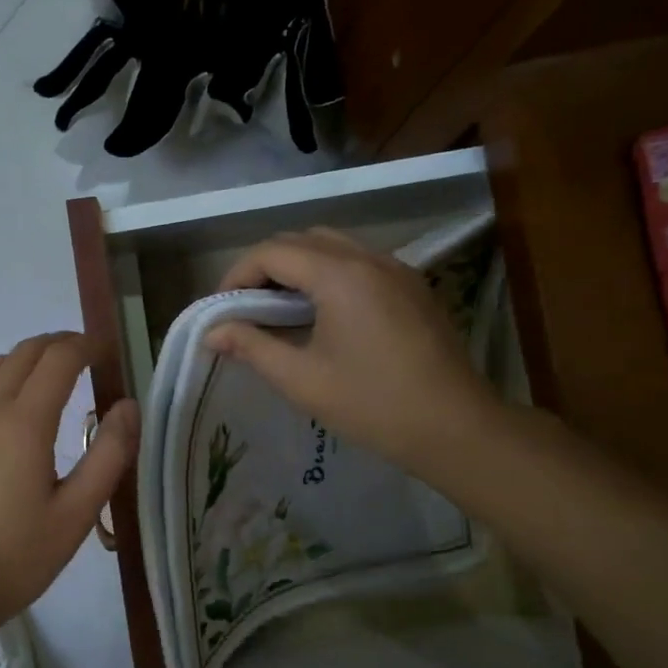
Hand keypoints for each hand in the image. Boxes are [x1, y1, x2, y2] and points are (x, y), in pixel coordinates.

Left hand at [0, 332, 137, 633]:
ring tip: (55, 382)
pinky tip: (15, 413)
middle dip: (60, 344)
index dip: (87, 346)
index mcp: (23, 422)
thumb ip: (109, 455)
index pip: (59, 357)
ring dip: (30, 360)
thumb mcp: (76, 514)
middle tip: (89, 361)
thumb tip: (128, 405)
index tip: (108, 354)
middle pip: (26, 350)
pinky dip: (3, 380)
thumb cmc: (15, 557)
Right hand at [205, 228, 500, 472]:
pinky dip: (328, 273)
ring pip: (332, 246)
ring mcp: (396, 268)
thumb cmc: (371, 404)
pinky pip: (359, 261)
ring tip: (279, 308)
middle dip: (265, 266)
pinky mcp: (412, 285)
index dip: (238, 275)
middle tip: (246, 307)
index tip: (223, 310)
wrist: (455, 427)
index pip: (272, 252)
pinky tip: (322, 313)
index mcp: (340, 275)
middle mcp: (369, 258)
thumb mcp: (301, 379)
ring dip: (297, 266)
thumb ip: (251, 346)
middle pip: (301, 239)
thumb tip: (212, 332)